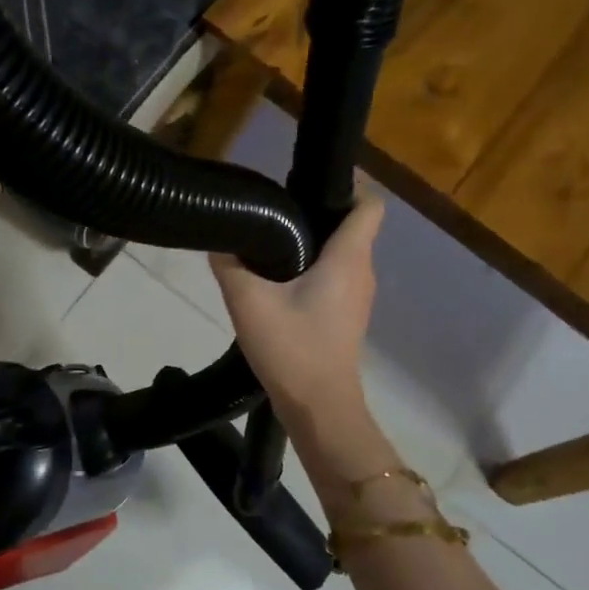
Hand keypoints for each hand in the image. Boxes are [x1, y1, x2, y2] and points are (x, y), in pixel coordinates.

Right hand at [210, 189, 384, 432]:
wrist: (319, 408)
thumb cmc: (292, 348)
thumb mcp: (248, 301)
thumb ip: (230, 265)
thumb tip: (219, 241)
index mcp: (349, 258)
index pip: (369, 204)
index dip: (347, 185)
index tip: (308, 181)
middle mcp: (362, 271)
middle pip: (351, 225)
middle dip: (317, 211)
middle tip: (274, 209)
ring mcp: (358, 296)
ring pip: (342, 252)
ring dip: (312, 241)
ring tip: (270, 240)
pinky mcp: (346, 315)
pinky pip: (336, 275)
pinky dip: (313, 267)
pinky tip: (278, 279)